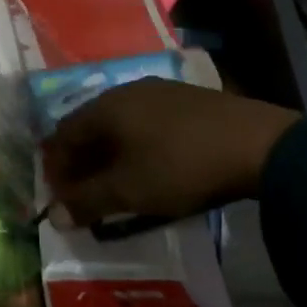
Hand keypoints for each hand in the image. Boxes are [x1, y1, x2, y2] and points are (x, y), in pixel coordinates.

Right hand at [42, 81, 299, 223]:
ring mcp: (157, 91)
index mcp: (106, 106)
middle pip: (90, 125)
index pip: (64, 133)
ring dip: (108, 154)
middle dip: (81, 160)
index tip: (58, 197)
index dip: (56, 166)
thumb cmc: (180, 165)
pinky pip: (144, 122)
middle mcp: (126, 91)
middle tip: (82, 194)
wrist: (254, 143)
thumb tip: (52, 215)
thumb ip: (88, 201)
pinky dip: (134, 145)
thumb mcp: (130, 190)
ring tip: (115, 184)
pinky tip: (149, 166)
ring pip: (119, 124)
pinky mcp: (184, 101)